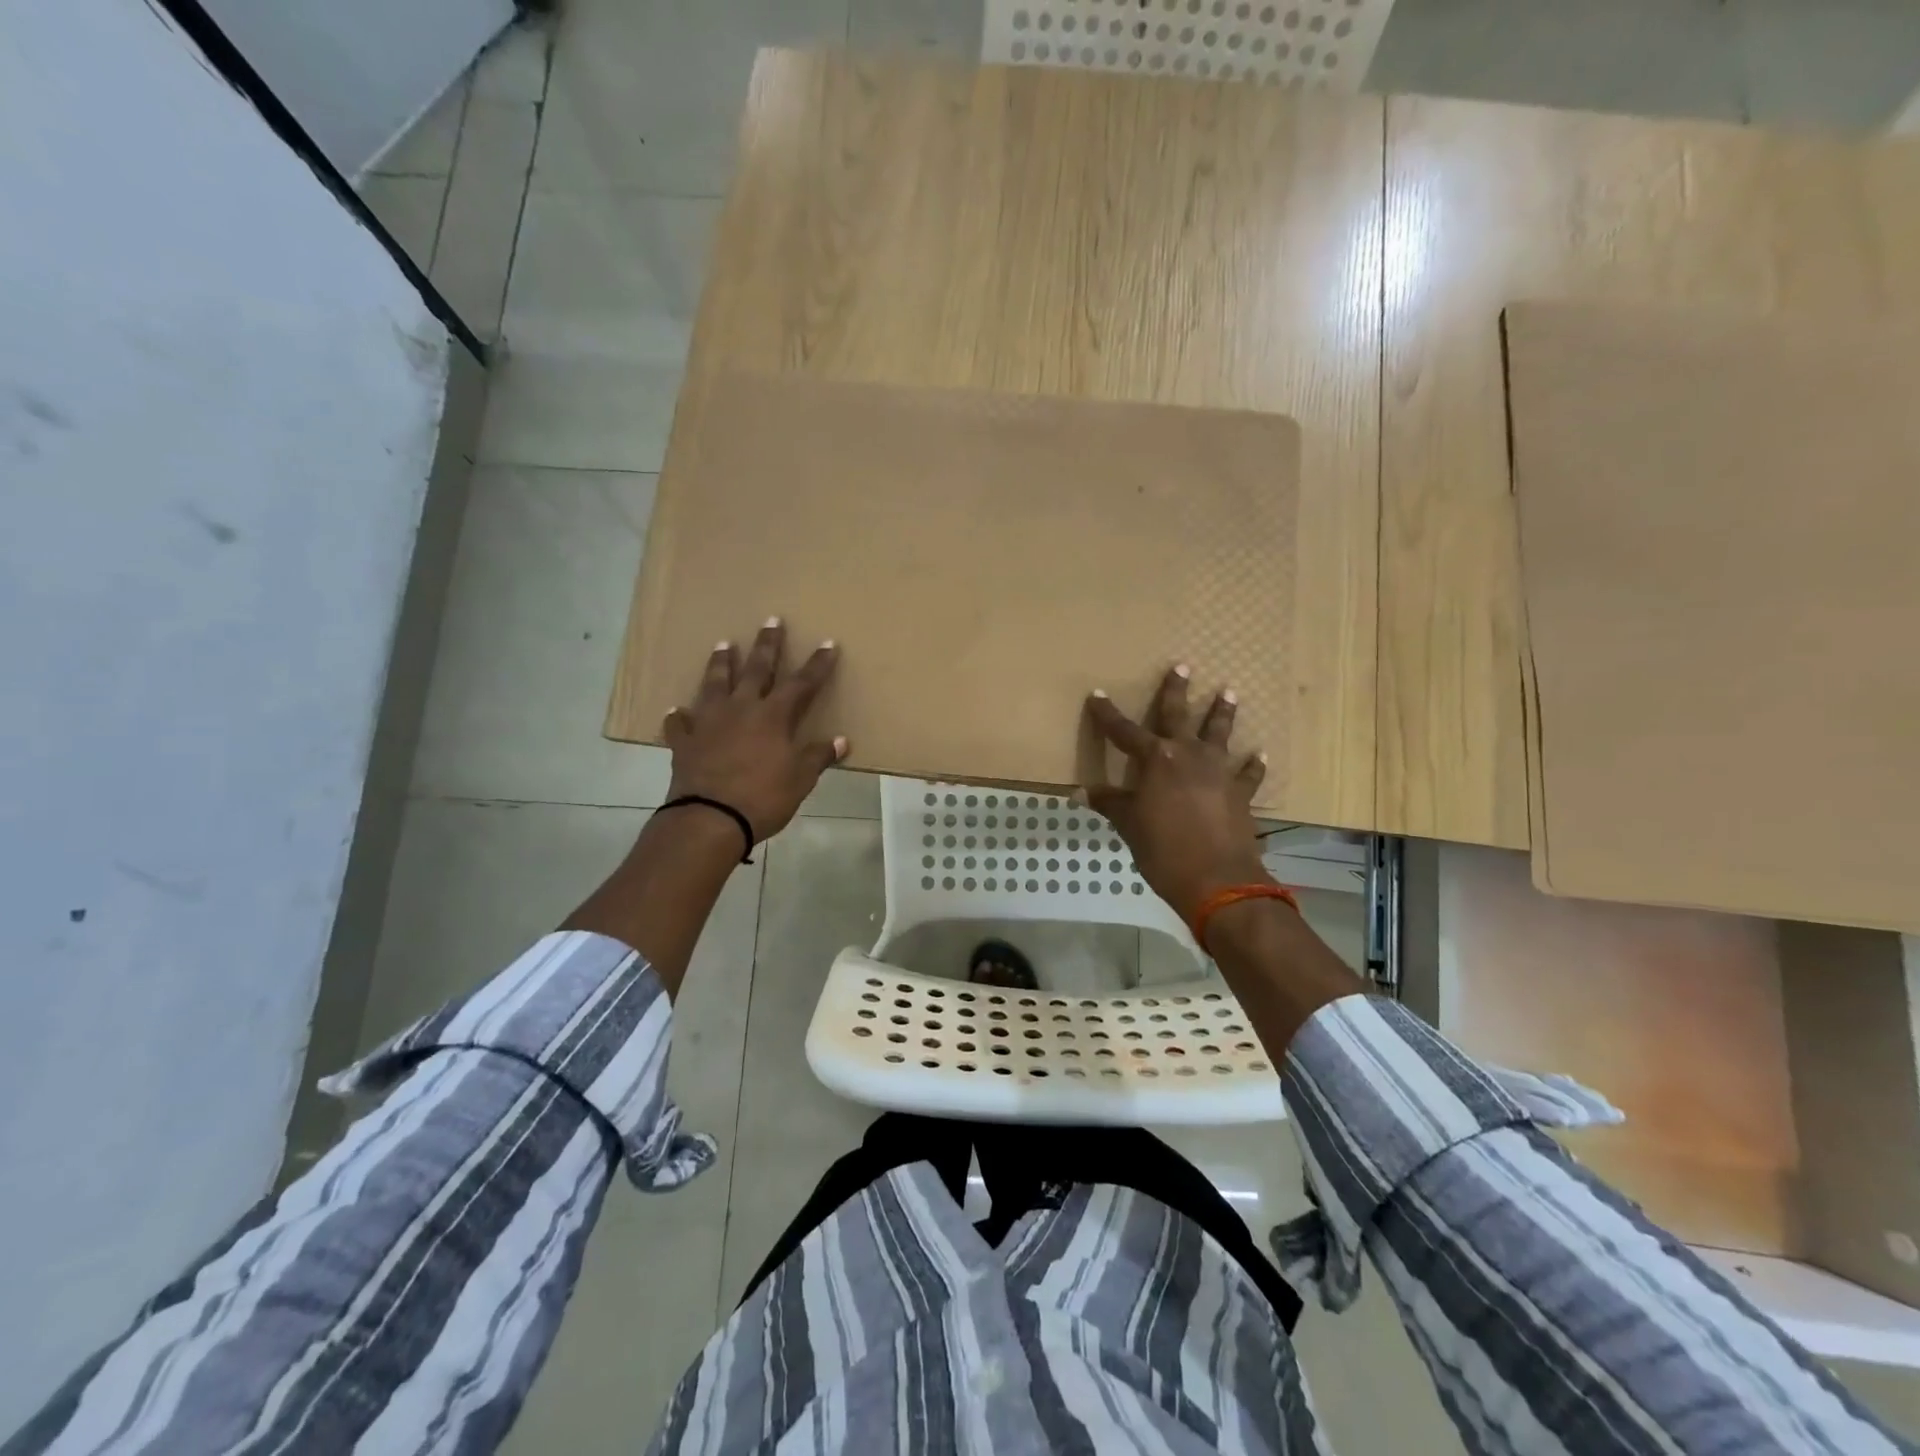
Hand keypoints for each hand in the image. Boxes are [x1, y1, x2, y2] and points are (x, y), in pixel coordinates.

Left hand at [663, 618, 846, 844]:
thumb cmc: (763, 797)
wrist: (710, 818)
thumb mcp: (800, 779)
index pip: (801, 683)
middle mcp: (741, 709)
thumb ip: (819, 756)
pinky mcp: (685, 742)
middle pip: (756, 670)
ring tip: (723, 644)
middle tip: (771, 620)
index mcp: (773, 716)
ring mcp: (709, 722)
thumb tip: (841, 741)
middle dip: (767, 645)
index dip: (817, 664)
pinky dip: (680, 716)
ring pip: (715, 684)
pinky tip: (678, 710)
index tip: (827, 643)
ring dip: (720, 663)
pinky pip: (681, 724)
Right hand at [1084, 665, 1271, 923]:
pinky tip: (1258, 755)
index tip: (1097, 695)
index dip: (1108, 714)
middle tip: (1182, 666)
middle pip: (1179, 716)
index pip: (1124, 731)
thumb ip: (1109, 804)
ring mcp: (1218, 772)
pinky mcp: (1241, 793)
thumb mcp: (1129, 826)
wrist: (1217, 880)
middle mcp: (1188, 756)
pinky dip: (1253, 765)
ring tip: (1229, 692)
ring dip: (1223, 713)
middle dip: (1176, 691)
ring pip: (1219, 734)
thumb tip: (1079, 792)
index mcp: (1156, 760)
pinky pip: (1248, 773)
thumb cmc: (1163, 850)